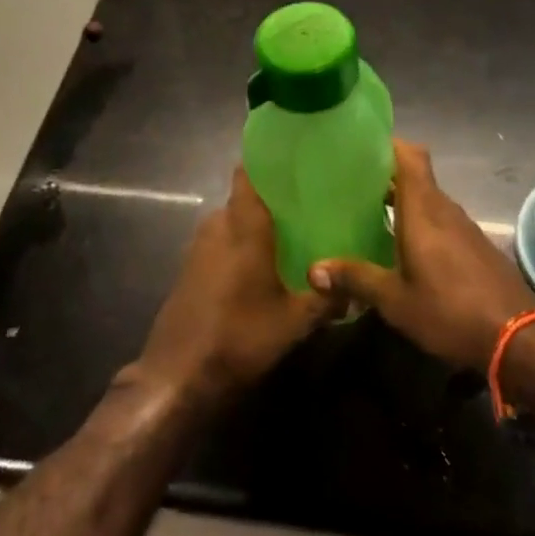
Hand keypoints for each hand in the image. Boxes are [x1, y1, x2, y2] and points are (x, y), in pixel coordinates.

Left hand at [126, 168, 336, 407]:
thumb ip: (326, 299)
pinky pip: (221, 241)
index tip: (297, 159)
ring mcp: (199, 247)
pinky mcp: (190, 268)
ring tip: (291, 231)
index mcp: (243, 226)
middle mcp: (218, 226)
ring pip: (232, 221)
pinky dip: (240, 244)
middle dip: (272, 197)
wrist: (178, 376)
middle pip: (245, 198)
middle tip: (308, 201)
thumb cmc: (239, 336)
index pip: (248, 173)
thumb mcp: (294, 322)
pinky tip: (262, 264)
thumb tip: (356, 288)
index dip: (268, 161)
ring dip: (255, 224)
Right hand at [308, 140, 534, 370]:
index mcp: (423, 210)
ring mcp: (463, 227)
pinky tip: (400, 246)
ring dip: (401, 200)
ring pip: (427, 200)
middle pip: (415, 176)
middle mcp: (444, 209)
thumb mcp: (395, 300)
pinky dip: (418, 221)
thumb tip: (313, 269)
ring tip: (367, 212)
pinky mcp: (474, 246)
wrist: (518, 337)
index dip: (387, 143)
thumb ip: (356, 278)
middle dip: (385, 175)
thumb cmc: (450, 310)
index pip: (410, 155)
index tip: (359, 146)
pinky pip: (440, 220)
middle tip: (349, 184)